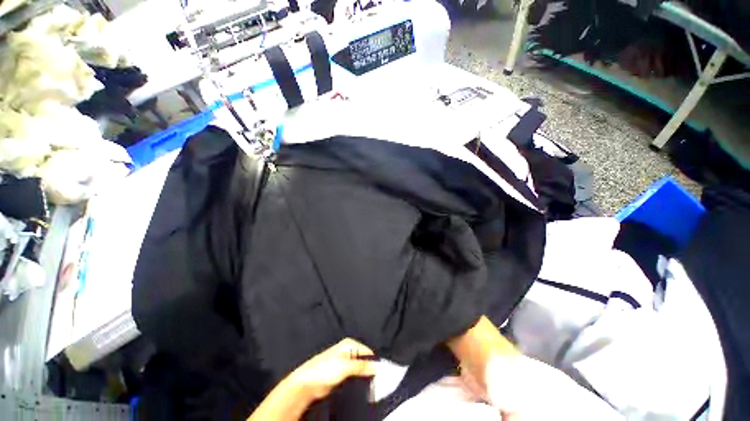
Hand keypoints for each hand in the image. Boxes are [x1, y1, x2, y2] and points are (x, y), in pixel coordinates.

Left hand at [288, 338, 378, 401]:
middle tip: (377, 379)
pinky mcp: (342, 373)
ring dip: (365, 375)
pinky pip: (355, 375)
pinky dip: (359, 379)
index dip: (375, 361)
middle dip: (370, 368)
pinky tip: (362, 385)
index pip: (368, 351)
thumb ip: (362, 366)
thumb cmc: (324, 369)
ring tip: (371, 383)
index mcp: (350, 344)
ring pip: (361, 368)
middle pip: (365, 359)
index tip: (382, 372)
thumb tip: (377, 366)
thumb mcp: (346, 366)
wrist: (308, 382)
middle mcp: (349, 351)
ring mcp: (345, 362)